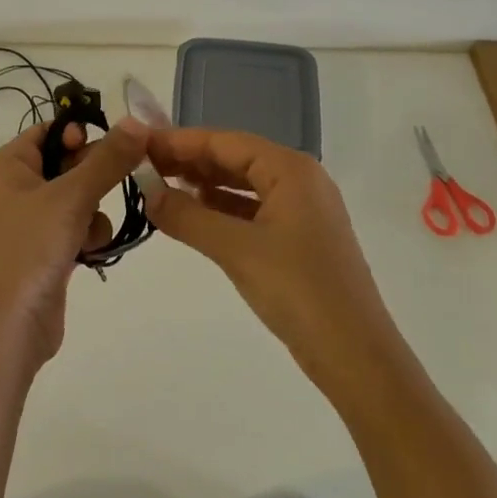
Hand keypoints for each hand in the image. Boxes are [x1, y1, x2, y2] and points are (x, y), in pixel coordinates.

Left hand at [0, 117, 150, 371]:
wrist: (4, 329)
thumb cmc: (27, 250)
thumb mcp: (70, 198)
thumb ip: (107, 160)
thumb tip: (137, 122)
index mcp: (11, 164)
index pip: (51, 130)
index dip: (83, 133)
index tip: (117, 145)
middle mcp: (18, 187)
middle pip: (69, 163)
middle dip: (97, 177)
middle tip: (122, 183)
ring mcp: (32, 222)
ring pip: (79, 199)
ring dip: (95, 213)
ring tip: (91, 233)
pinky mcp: (47, 253)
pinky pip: (78, 230)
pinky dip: (89, 238)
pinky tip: (90, 254)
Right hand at [144, 128, 396, 392]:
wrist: (356, 357)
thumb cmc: (298, 290)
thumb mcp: (236, 249)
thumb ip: (187, 216)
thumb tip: (147, 193)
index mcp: (291, 170)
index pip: (225, 141)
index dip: (180, 141)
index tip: (140, 144)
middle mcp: (299, 180)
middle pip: (234, 158)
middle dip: (189, 161)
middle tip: (143, 166)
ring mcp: (302, 210)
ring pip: (242, 185)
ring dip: (203, 185)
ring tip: (159, 187)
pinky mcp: (299, 239)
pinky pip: (251, 210)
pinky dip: (220, 209)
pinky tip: (192, 216)